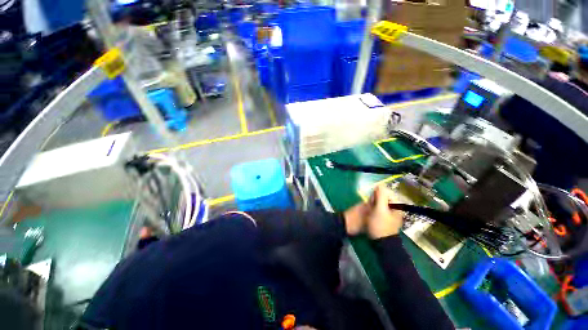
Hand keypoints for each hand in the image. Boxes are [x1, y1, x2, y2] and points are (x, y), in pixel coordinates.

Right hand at [343, 185, 403, 238]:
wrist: (382, 242)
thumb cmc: (381, 225)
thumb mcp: (380, 209)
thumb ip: (380, 196)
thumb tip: (380, 185)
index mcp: (397, 205)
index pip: (387, 192)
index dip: (378, 194)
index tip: (372, 199)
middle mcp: (395, 208)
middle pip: (384, 197)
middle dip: (376, 199)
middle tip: (371, 205)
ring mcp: (391, 213)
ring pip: (380, 202)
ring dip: (374, 204)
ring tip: (370, 210)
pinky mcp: (385, 217)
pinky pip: (379, 208)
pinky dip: (374, 208)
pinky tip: (371, 213)